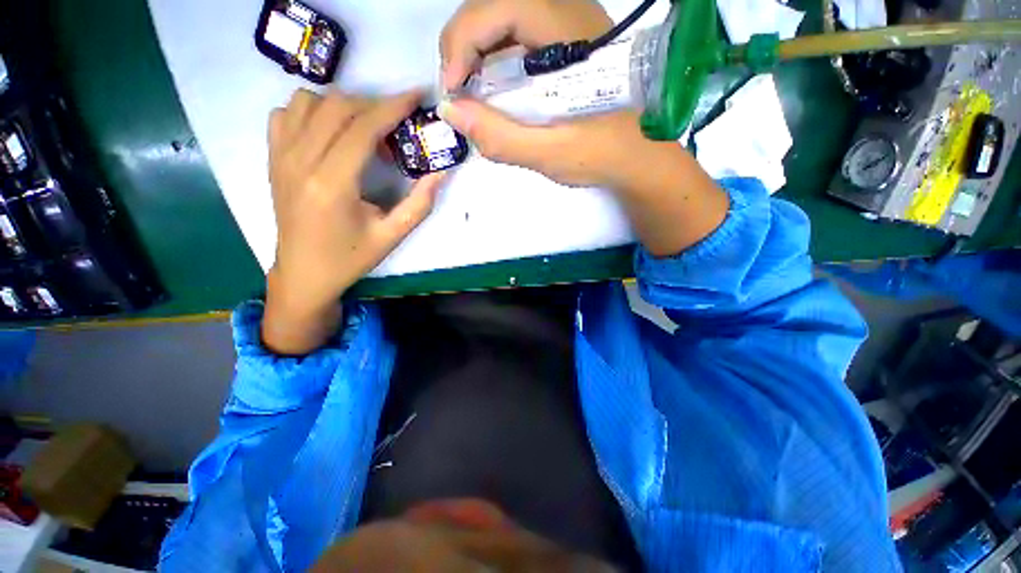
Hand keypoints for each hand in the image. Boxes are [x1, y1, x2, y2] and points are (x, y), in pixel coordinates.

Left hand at [262, 89, 446, 354]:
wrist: (304, 273)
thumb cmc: (351, 258)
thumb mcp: (393, 236)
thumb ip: (420, 204)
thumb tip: (441, 173)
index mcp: (332, 184)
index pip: (362, 127)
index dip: (392, 106)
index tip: (416, 96)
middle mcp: (300, 162)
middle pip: (337, 107)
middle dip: (374, 105)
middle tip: (398, 123)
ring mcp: (281, 157)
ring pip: (308, 102)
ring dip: (343, 106)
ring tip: (365, 130)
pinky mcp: (273, 158)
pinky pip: (286, 113)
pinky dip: (312, 111)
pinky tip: (331, 133)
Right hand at [438, 0, 729, 257]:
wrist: (642, 157)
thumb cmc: (605, 155)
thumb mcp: (552, 153)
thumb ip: (503, 138)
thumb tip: (451, 112)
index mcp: (570, 32)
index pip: (500, 7)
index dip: (463, 41)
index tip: (452, 91)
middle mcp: (568, 15)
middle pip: (496, 8)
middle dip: (463, 48)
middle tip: (458, 94)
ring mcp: (566, 29)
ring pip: (503, 23)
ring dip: (476, 55)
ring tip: (471, 96)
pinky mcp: (563, 47)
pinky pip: (516, 40)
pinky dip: (494, 64)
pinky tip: (494, 94)